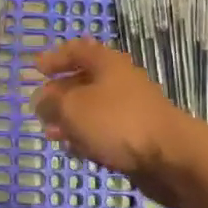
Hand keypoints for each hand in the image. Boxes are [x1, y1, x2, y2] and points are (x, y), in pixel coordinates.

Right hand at [30, 39, 192, 202]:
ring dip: (70, 120)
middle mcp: (119, 81)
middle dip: (59, 94)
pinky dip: (87, 137)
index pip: (77, 50)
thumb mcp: (73, 108)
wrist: (171, 156)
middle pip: (84, 81)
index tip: (36, 69)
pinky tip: (75, 150)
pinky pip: (105, 131)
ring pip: (93, 109)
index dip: (55, 57)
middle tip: (39, 108)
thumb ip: (51, 102)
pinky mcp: (137, 136)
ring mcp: (130, 109)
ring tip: (51, 134)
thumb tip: (40, 99)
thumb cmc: (117, 121)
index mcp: (106, 63)